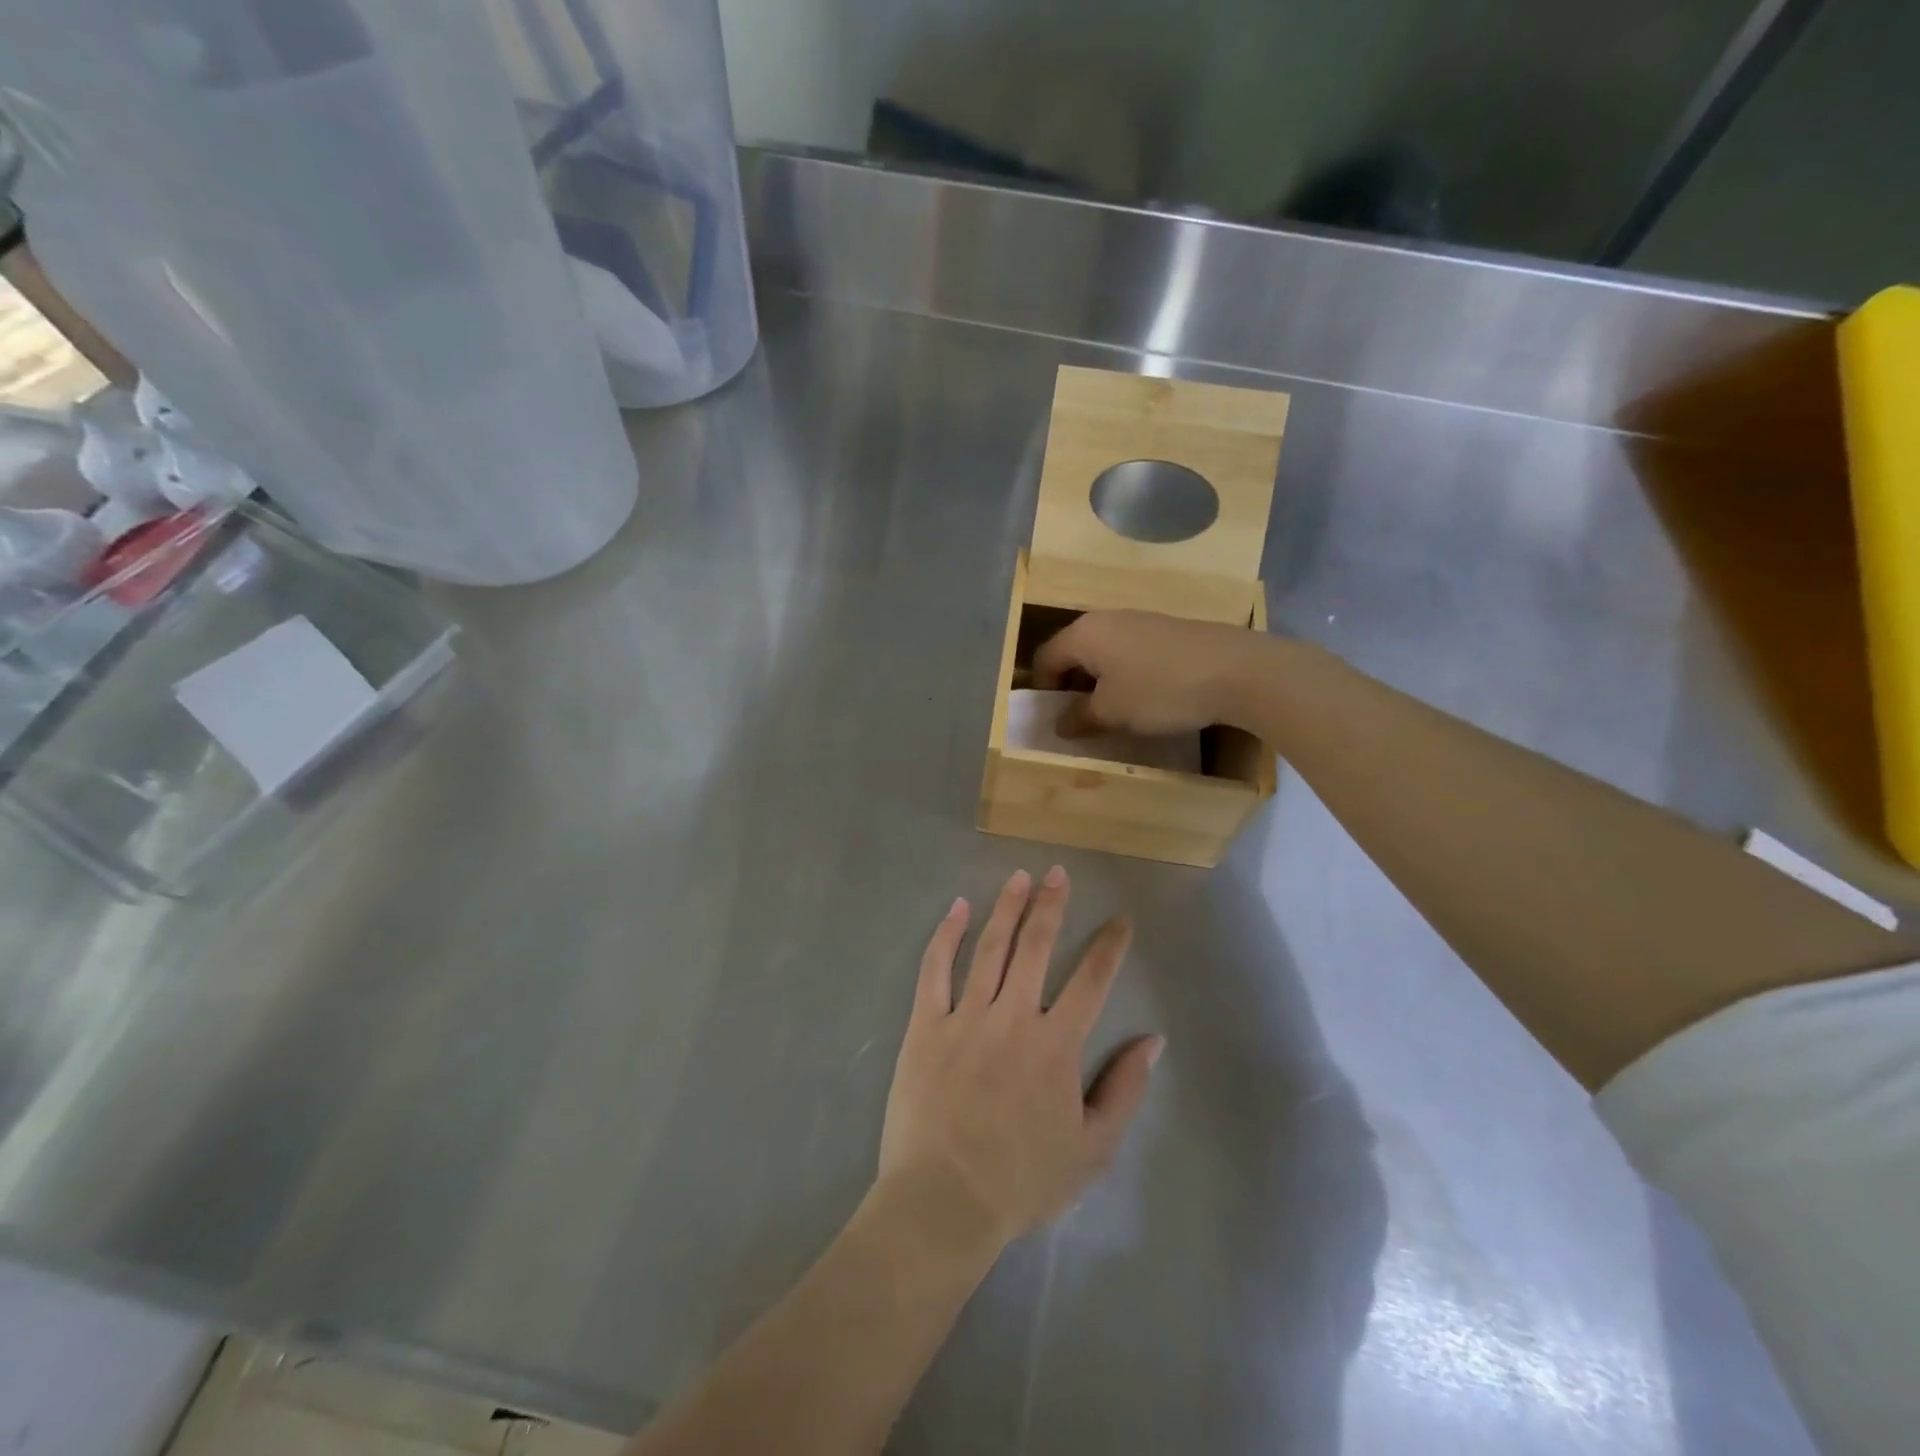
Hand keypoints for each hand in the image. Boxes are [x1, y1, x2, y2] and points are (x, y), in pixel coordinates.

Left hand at [878, 868, 1161, 1246]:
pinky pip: (935, 969)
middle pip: (1036, 947)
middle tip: (1058, 873)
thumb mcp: (1093, 1149)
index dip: (1109, 946)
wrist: (944, 1201)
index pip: (1091, 980)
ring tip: (1018, 877)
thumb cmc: (1023, 1181)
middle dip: (1051, 906)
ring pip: (990, 949)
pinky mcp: (925, 1025)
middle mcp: (1013, 1016)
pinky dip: (946, 935)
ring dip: (1007, 908)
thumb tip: (1153, 1040)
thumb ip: (1124, 1089)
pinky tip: (958, 908)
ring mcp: (966, 1016)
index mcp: (1056, 1044)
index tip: (1120, 919)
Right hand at [1031, 610, 1268, 737]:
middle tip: (1080, 718)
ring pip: (1104, 652)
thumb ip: (1079, 717)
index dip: (1042, 689)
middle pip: (1074, 652)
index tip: (1053, 718)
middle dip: (1071, 686)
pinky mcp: (1167, 629)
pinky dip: (1126, 674)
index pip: (1045, 658)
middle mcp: (1107, 619)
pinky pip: (1130, 651)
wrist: (1237, 670)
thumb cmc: (1160, 690)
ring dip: (1100, 681)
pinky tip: (1146, 697)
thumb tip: (1060, 724)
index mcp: (1084, 634)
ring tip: (1114, 711)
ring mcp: (1140, 620)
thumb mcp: (1112, 712)